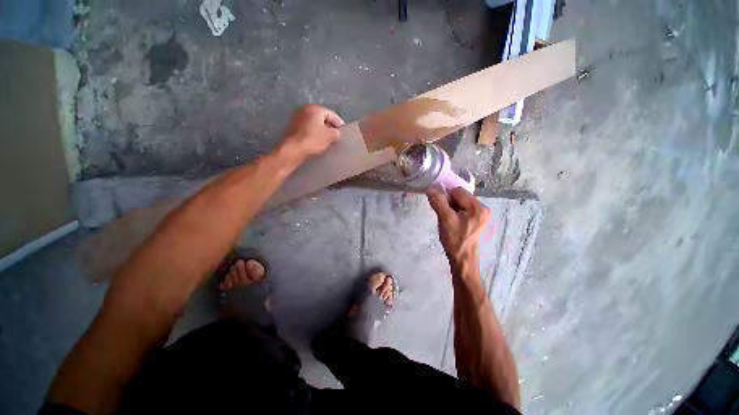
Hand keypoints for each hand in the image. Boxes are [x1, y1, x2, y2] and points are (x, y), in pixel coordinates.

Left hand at [279, 104, 344, 159]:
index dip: (339, 123)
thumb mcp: (330, 136)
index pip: (332, 114)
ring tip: (327, 140)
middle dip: (330, 127)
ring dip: (321, 131)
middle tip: (336, 136)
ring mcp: (297, 118)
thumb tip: (336, 133)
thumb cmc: (313, 140)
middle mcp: (304, 109)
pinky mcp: (292, 127)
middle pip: (322, 118)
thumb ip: (336, 132)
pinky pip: (308, 129)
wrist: (292, 150)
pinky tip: (317, 142)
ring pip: (314, 123)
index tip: (343, 132)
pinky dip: (313, 133)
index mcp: (315, 109)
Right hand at [427, 187, 489, 268]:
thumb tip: (430, 189)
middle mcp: (482, 208)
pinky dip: (453, 211)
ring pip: (459, 202)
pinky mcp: (475, 219)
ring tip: (447, 219)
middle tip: (443, 215)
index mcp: (478, 207)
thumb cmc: (454, 240)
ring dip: (450, 207)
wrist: (461, 259)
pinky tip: (450, 221)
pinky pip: (462, 209)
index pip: (458, 191)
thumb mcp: (445, 219)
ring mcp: (480, 214)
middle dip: (448, 202)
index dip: (446, 196)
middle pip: (460, 196)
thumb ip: (438, 202)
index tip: (439, 206)